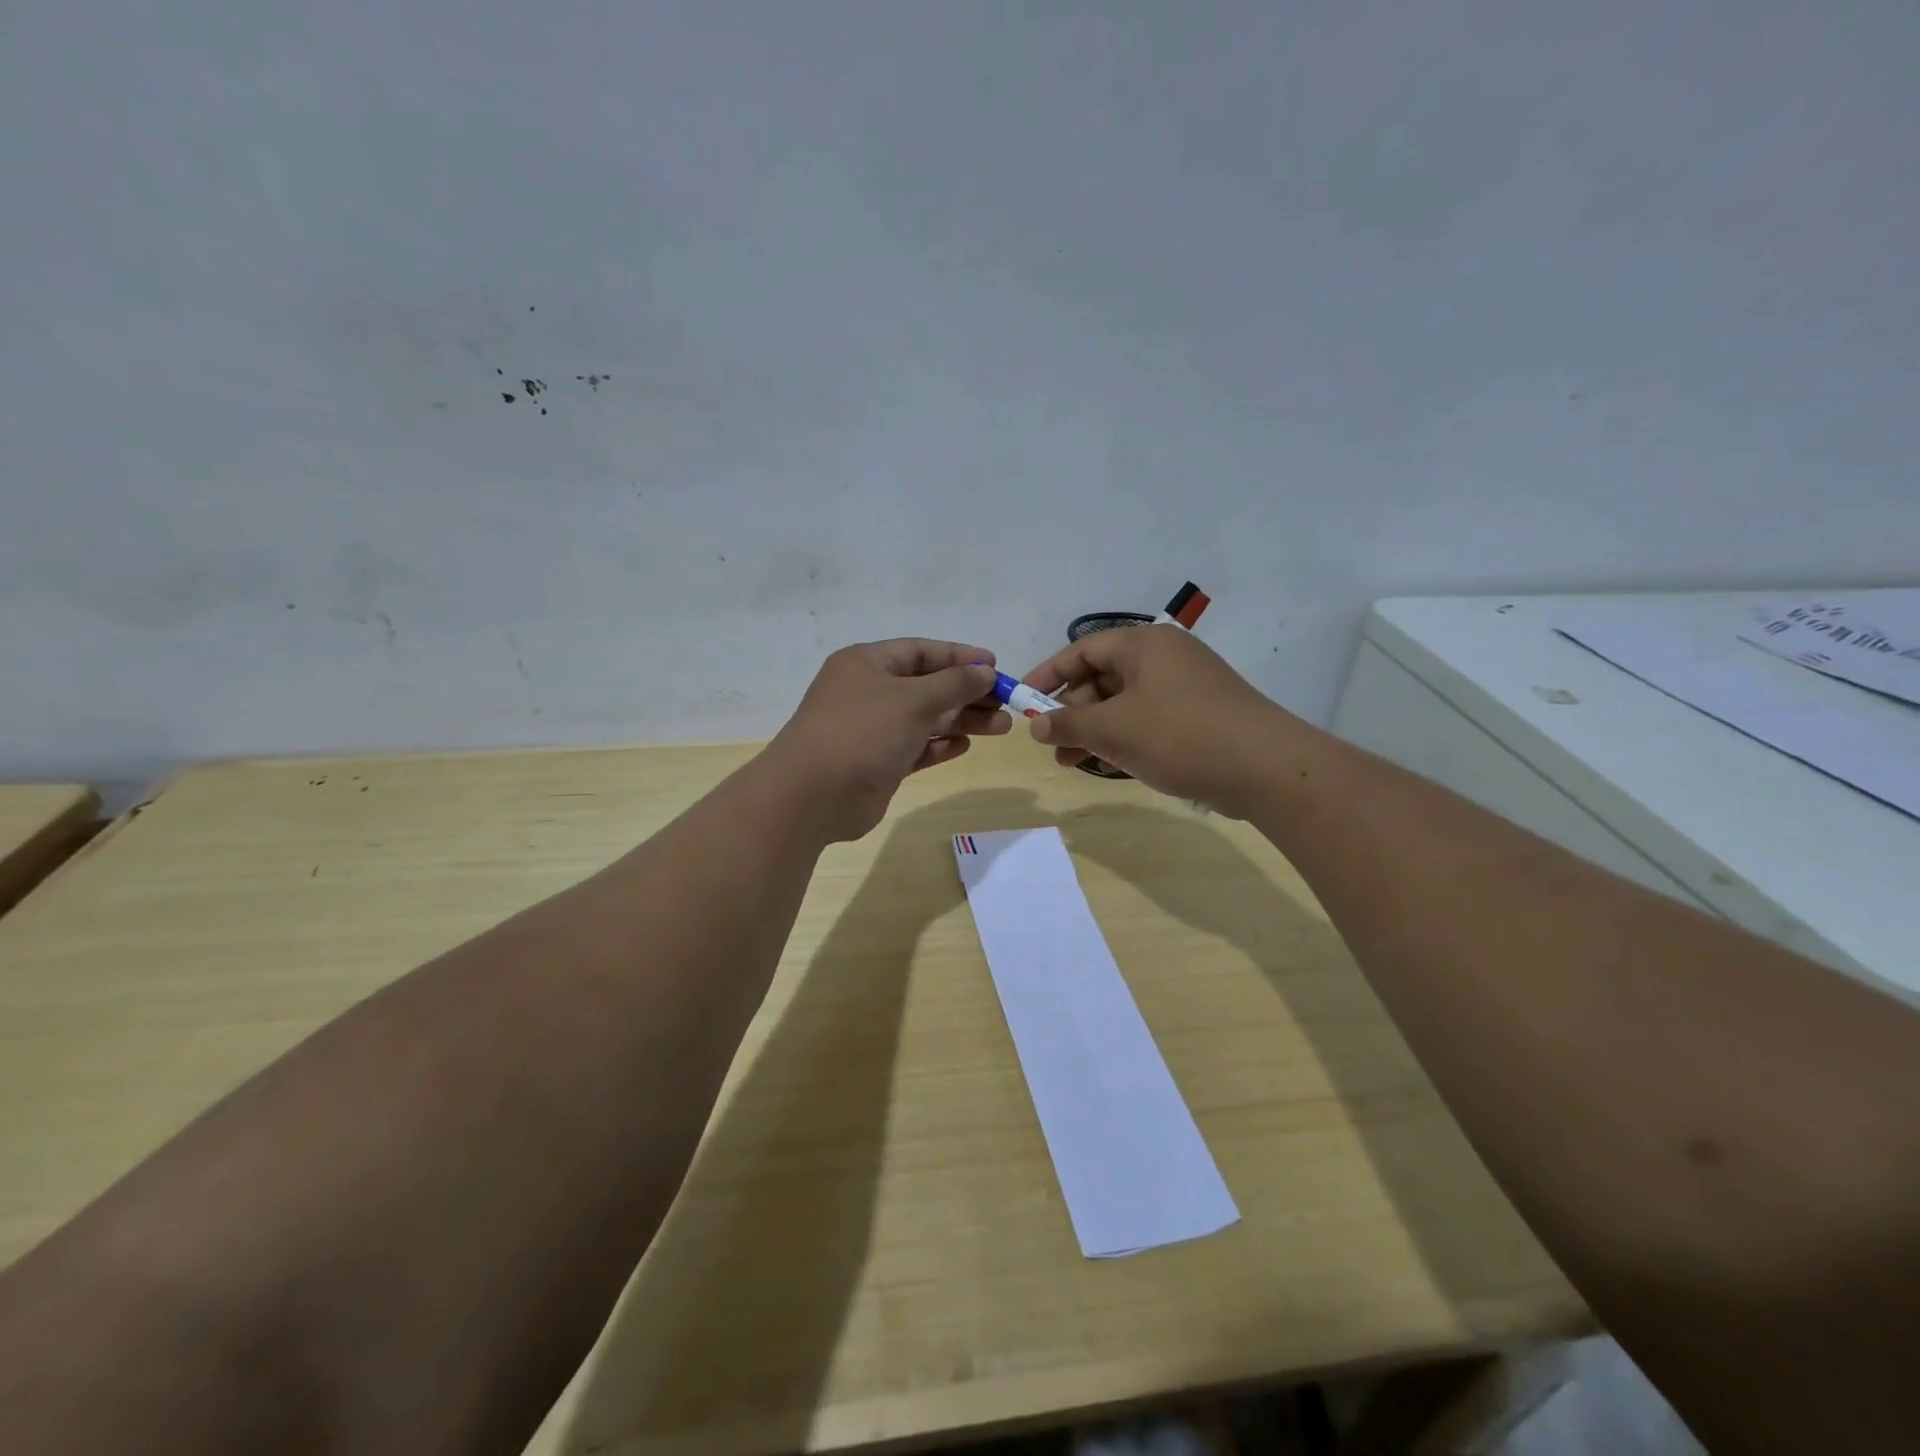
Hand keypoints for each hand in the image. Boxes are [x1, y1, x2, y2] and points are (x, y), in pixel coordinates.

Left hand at [764, 638, 1009, 841]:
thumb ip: (954, 683)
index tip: (995, 666)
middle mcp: (869, 691)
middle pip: (928, 686)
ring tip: (1002, 727)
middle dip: (968, 693)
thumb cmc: (862, 733)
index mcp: (868, 663)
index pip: (921, 651)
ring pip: (926, 718)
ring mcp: (872, 729)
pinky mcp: (877, 762)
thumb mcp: (913, 700)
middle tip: (1007, 703)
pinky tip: (966, 745)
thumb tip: (985, 671)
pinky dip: (940, 745)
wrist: (812, 796)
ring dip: (962, 720)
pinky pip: (916, 747)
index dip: (960, 656)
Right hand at [1022, 626, 1290, 816]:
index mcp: (1144, 645)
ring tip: (1069, 761)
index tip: (1023, 701)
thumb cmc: (1180, 735)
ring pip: (1123, 703)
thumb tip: (1034, 725)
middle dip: (1071, 710)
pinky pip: (1146, 720)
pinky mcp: (1198, 716)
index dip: (1048, 675)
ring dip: (1093, 729)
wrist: (1266, 768)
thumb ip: (1068, 723)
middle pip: (1102, 676)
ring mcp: (1184, 687)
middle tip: (1050, 741)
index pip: (1082, 650)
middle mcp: (1164, 658)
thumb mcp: (1114, 729)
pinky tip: (1105, 763)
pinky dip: (1122, 737)